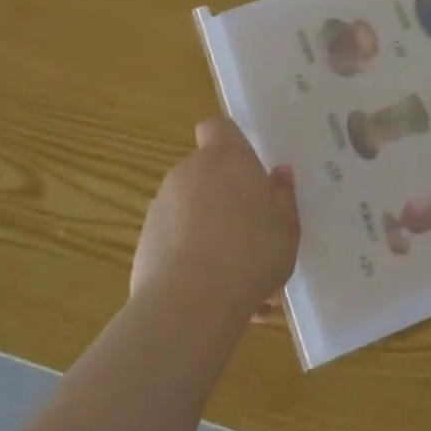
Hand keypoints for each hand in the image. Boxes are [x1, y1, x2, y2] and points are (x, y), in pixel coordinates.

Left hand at [132, 119, 299, 319]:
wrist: (190, 302)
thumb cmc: (250, 252)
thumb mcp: (287, 227)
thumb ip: (282, 196)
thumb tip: (279, 173)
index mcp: (226, 158)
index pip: (217, 128)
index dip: (228, 141)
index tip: (244, 167)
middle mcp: (189, 172)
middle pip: (207, 173)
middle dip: (226, 199)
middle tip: (253, 235)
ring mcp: (161, 206)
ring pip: (193, 211)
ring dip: (211, 233)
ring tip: (238, 279)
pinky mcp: (144, 242)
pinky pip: (176, 242)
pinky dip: (191, 259)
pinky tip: (214, 295)